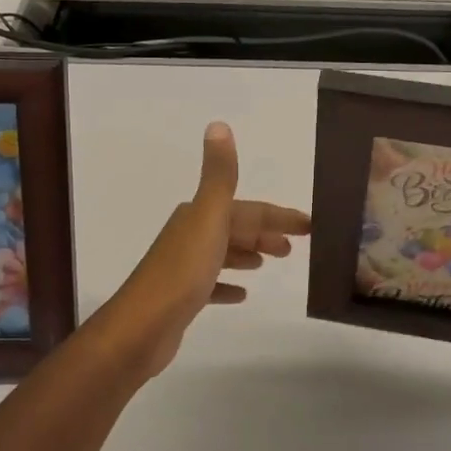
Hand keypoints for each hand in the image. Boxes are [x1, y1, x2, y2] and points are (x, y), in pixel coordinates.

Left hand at [100, 122, 309, 376]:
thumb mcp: (208, 218)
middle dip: (264, 231)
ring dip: (247, 253)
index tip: (309, 226)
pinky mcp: (181, 297)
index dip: (277, 215)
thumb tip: (219, 124)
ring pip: (223, 252)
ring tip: (269, 261)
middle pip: (235, 227)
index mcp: (198, 215)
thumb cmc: (182, 271)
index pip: (247, 209)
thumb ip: (218, 176)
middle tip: (294, 246)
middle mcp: (189, 235)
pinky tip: (241, 294)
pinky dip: (228, 285)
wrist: (141, 326)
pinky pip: (211, 284)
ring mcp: (184, 267)